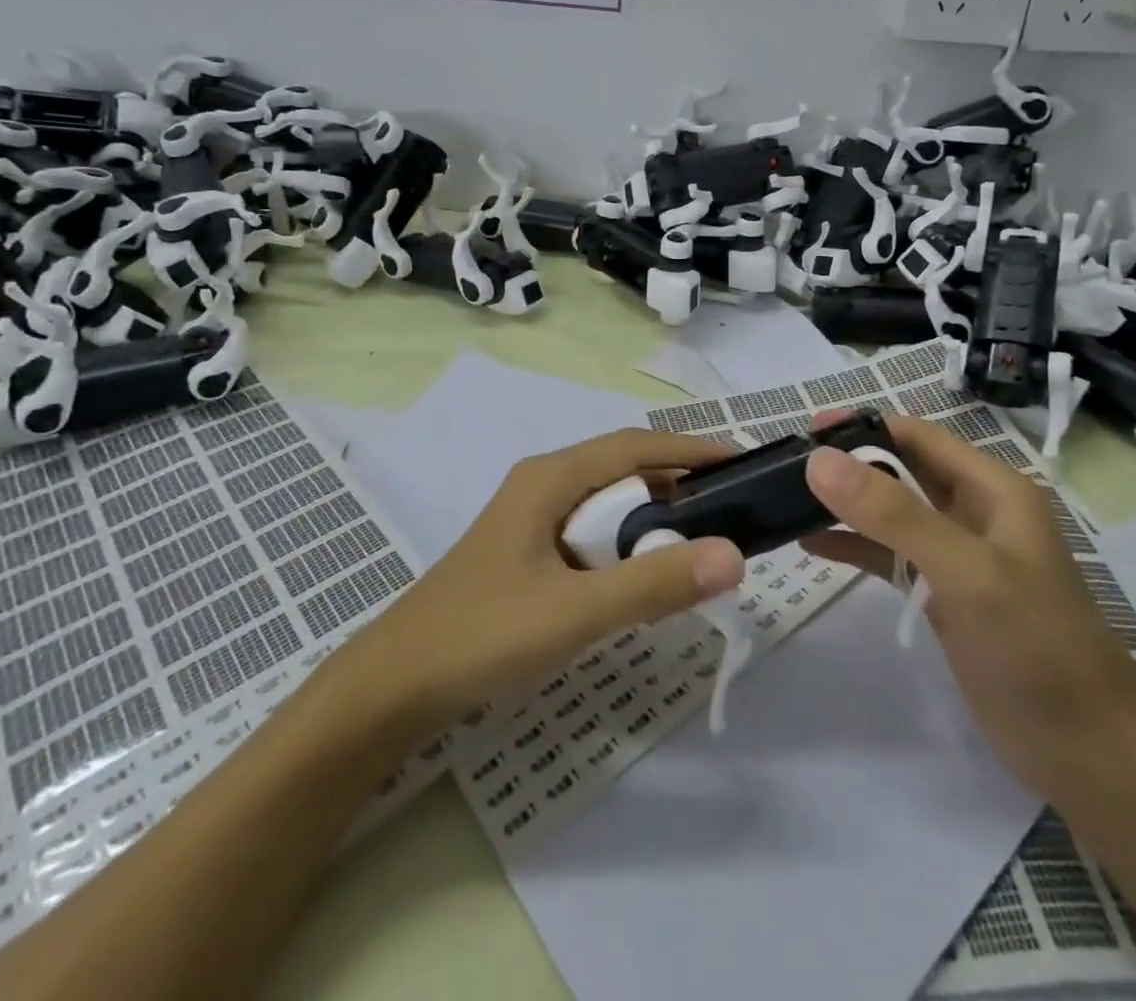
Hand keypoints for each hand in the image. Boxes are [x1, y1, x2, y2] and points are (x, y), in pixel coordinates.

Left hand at [348, 429, 747, 740]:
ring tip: (699, 546)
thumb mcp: (575, 611)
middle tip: (730, 514)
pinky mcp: (527, 554)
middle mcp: (542, 485)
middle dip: (677, 487)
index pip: (636, 446)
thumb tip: (732, 555)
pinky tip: (642, 580)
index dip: (691, 449)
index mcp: (550, 478)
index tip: (742, 462)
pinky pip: (590, 536)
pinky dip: (624, 548)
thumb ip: (653, 584)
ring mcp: (531, 520)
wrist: (392, 688)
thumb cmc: (481, 635)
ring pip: (606, 505)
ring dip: (651, 521)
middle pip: (623, 471)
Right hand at [802, 413, 1135, 797]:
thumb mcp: (965, 570)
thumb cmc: (1035, 646)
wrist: (1089, 752)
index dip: (863, 427)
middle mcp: (973, 512)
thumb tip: (819, 460)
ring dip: (844, 505)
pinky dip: (853, 546)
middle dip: (847, 464)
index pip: (917, 437)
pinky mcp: (943, 595)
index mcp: (991, 489)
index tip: (804, 430)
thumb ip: (893, 514)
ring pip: (890, 513)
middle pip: (900, 470)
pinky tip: (811, 545)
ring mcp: (957, 556)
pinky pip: (889, 556)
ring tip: (787, 500)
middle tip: (785, 465)